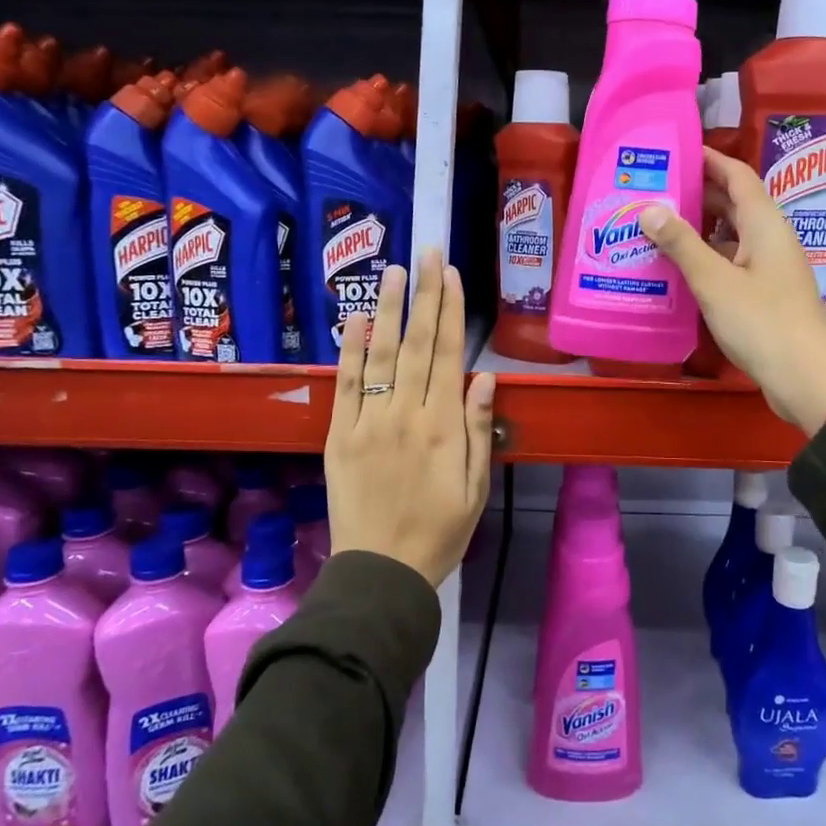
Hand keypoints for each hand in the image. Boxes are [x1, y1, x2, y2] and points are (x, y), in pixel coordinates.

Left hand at [325, 248, 496, 586]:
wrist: (382, 573)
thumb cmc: (440, 532)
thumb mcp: (475, 487)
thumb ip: (480, 430)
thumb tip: (486, 378)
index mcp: (444, 428)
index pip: (449, 355)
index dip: (451, 311)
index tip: (450, 275)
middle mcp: (407, 415)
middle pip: (418, 345)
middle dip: (423, 295)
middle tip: (425, 253)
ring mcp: (369, 423)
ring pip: (381, 356)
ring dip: (388, 310)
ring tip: (392, 271)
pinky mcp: (340, 436)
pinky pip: (346, 386)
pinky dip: (352, 351)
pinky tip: (358, 320)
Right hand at [639, 147, 825, 435]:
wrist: (806, 378)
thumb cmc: (762, 322)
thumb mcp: (714, 281)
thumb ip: (682, 244)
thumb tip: (649, 208)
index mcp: (765, 224)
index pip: (737, 175)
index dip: (708, 159)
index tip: (674, 151)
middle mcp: (770, 239)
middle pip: (733, 204)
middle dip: (696, 193)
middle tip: (652, 190)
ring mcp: (769, 268)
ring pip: (730, 237)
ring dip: (697, 230)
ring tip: (655, 227)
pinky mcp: (765, 295)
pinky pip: (731, 264)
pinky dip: (705, 260)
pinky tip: (677, 269)